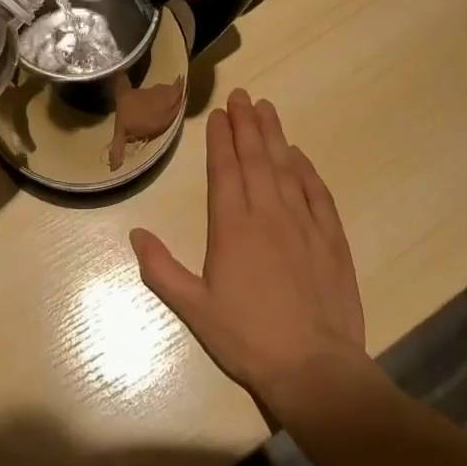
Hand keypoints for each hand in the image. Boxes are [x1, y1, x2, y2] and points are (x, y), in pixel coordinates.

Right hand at [131, 90, 367, 408]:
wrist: (316, 370)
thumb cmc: (248, 338)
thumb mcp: (194, 309)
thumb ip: (161, 270)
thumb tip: (135, 234)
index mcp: (232, 226)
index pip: (224, 169)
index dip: (220, 138)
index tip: (218, 114)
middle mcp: (267, 213)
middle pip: (256, 158)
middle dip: (246, 124)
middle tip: (242, 95)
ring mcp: (303, 223)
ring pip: (287, 167)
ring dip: (275, 135)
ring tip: (267, 108)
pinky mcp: (331, 239)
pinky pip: (318, 193)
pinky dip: (307, 170)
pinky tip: (300, 156)